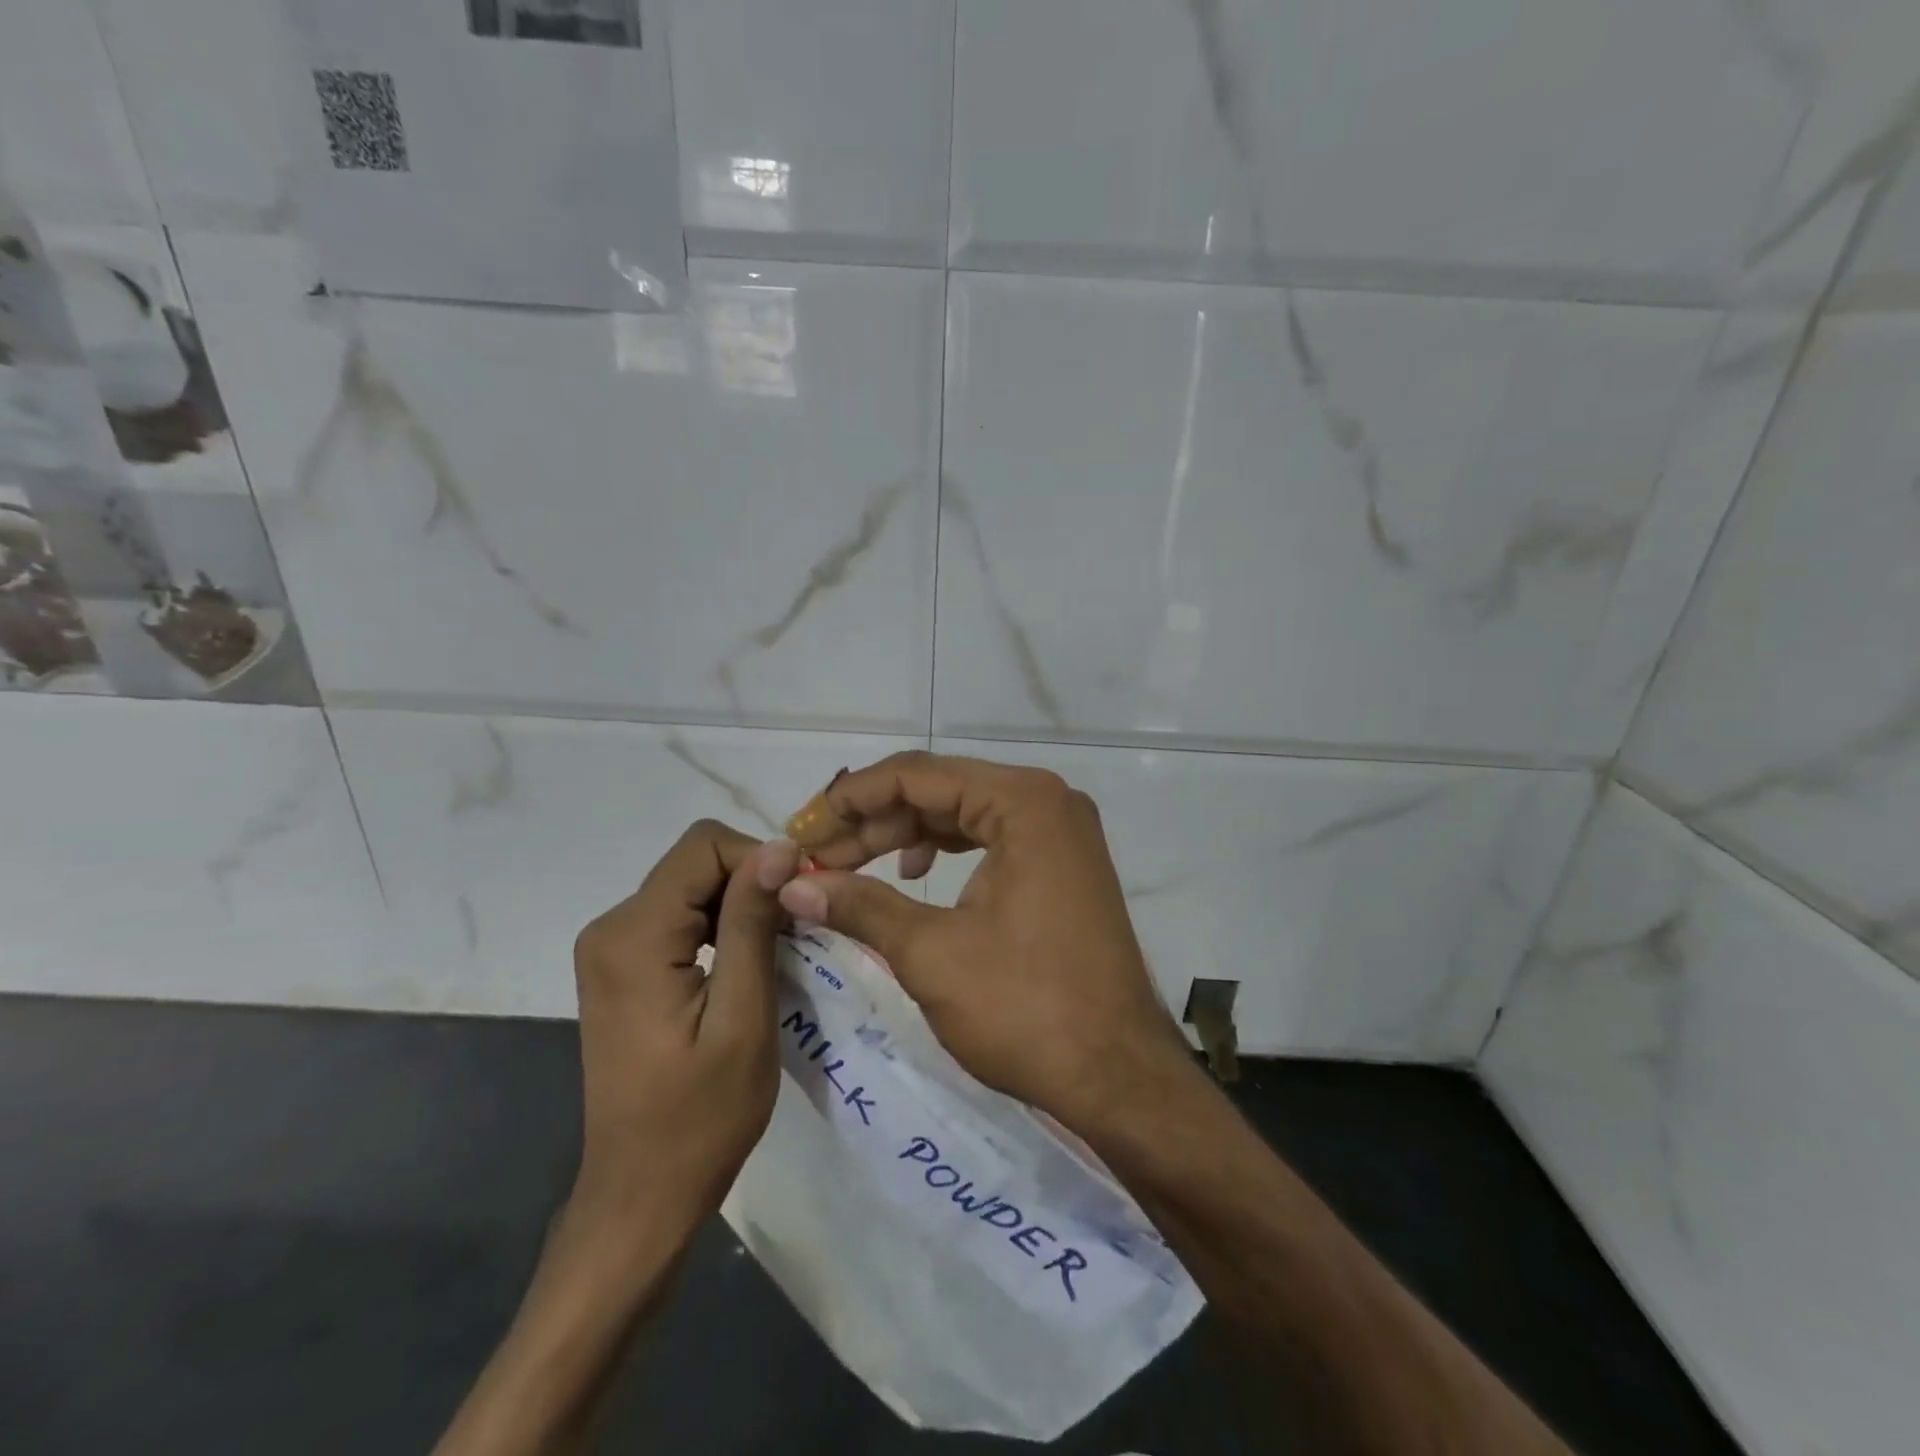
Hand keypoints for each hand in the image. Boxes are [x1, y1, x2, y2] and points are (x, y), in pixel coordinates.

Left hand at [567, 820, 798, 1248]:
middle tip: (798, 933)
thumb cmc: (700, 1117)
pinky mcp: (623, 965)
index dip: (761, 860)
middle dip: (754, 883)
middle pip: (697, 862)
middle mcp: (611, 927)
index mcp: (634, 936)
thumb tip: (781, 847)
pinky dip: (722, 925)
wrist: (642, 1193)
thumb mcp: (744, 1017)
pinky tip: (747, 963)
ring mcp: (611, 947)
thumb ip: (753, 924)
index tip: (801, 903)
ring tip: (780, 950)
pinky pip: (680, 915)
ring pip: (692, 885)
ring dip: (742, 905)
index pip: (704, 846)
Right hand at [777, 752, 1191, 1131]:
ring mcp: (1059, 833)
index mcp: (1022, 801)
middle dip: (872, 821)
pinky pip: (988, 839)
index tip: (800, 829)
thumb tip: (792, 885)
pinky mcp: (1060, 865)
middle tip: (815, 856)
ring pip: (961, 814)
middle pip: (940, 789)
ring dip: (902, 837)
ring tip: (848, 868)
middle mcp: (1046, 801)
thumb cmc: (1027, 1007)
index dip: (850, 799)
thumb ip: (859, 905)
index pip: (917, 775)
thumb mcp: (932, 953)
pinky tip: (911, 876)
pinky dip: (943, 852)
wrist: (1119, 1076)